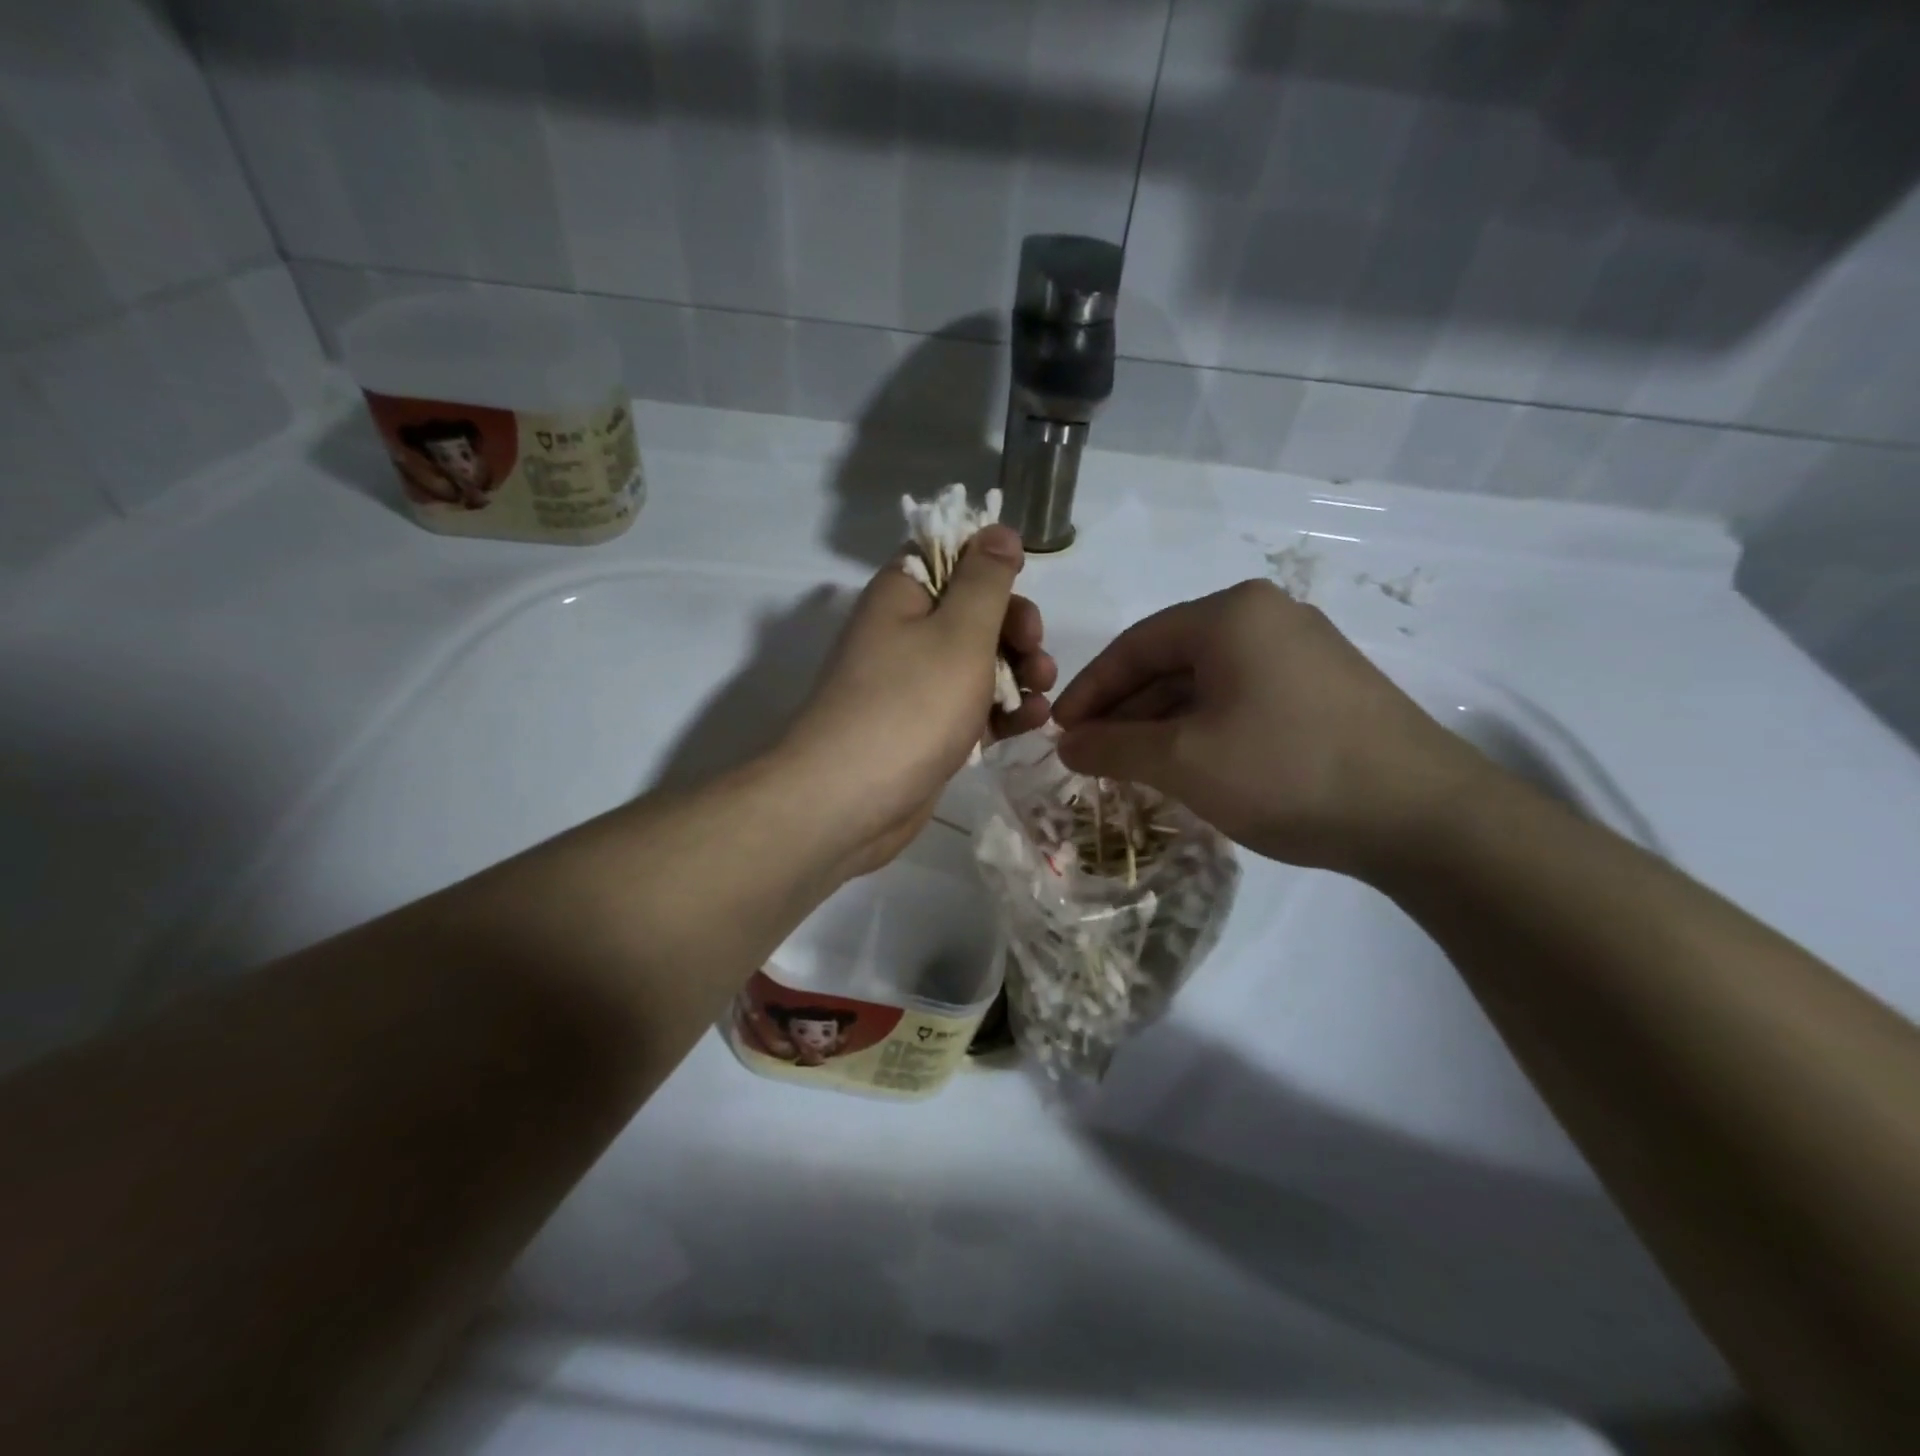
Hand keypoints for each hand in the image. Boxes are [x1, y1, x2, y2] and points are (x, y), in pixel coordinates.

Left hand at [780, 525, 1055, 879]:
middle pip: (973, 612)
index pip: (948, 555)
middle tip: (1034, 651)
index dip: (990, 565)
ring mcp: (914, 685)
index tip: (1022, 586)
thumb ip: (986, 579)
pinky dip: (1001, 711)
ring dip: (1017, 673)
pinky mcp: (927, 729)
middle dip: (1014, 628)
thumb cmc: (910, 705)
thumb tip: (997, 530)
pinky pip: (971, 707)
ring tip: (1041, 694)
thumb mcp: (959, 632)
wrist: (850, 801)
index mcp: (902, 595)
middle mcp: (904, 633)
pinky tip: (1031, 723)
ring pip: (978, 663)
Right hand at [1052, 580, 1490, 876]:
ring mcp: (1303, 649)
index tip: (1059, 731)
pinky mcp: (1325, 686)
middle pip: (1170, 660)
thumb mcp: (1183, 762)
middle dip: (1125, 710)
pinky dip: (1204, 727)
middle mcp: (1266, 616)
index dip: (1089, 691)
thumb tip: (1067, 744)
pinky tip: (1188, 763)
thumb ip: (1113, 747)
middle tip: (1091, 754)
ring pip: (1206, 681)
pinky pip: (1241, 696)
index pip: (1134, 646)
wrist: (1422, 816)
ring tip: (1132, 766)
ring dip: (1163, 722)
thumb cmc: (1286, 771)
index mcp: (1229, 615)